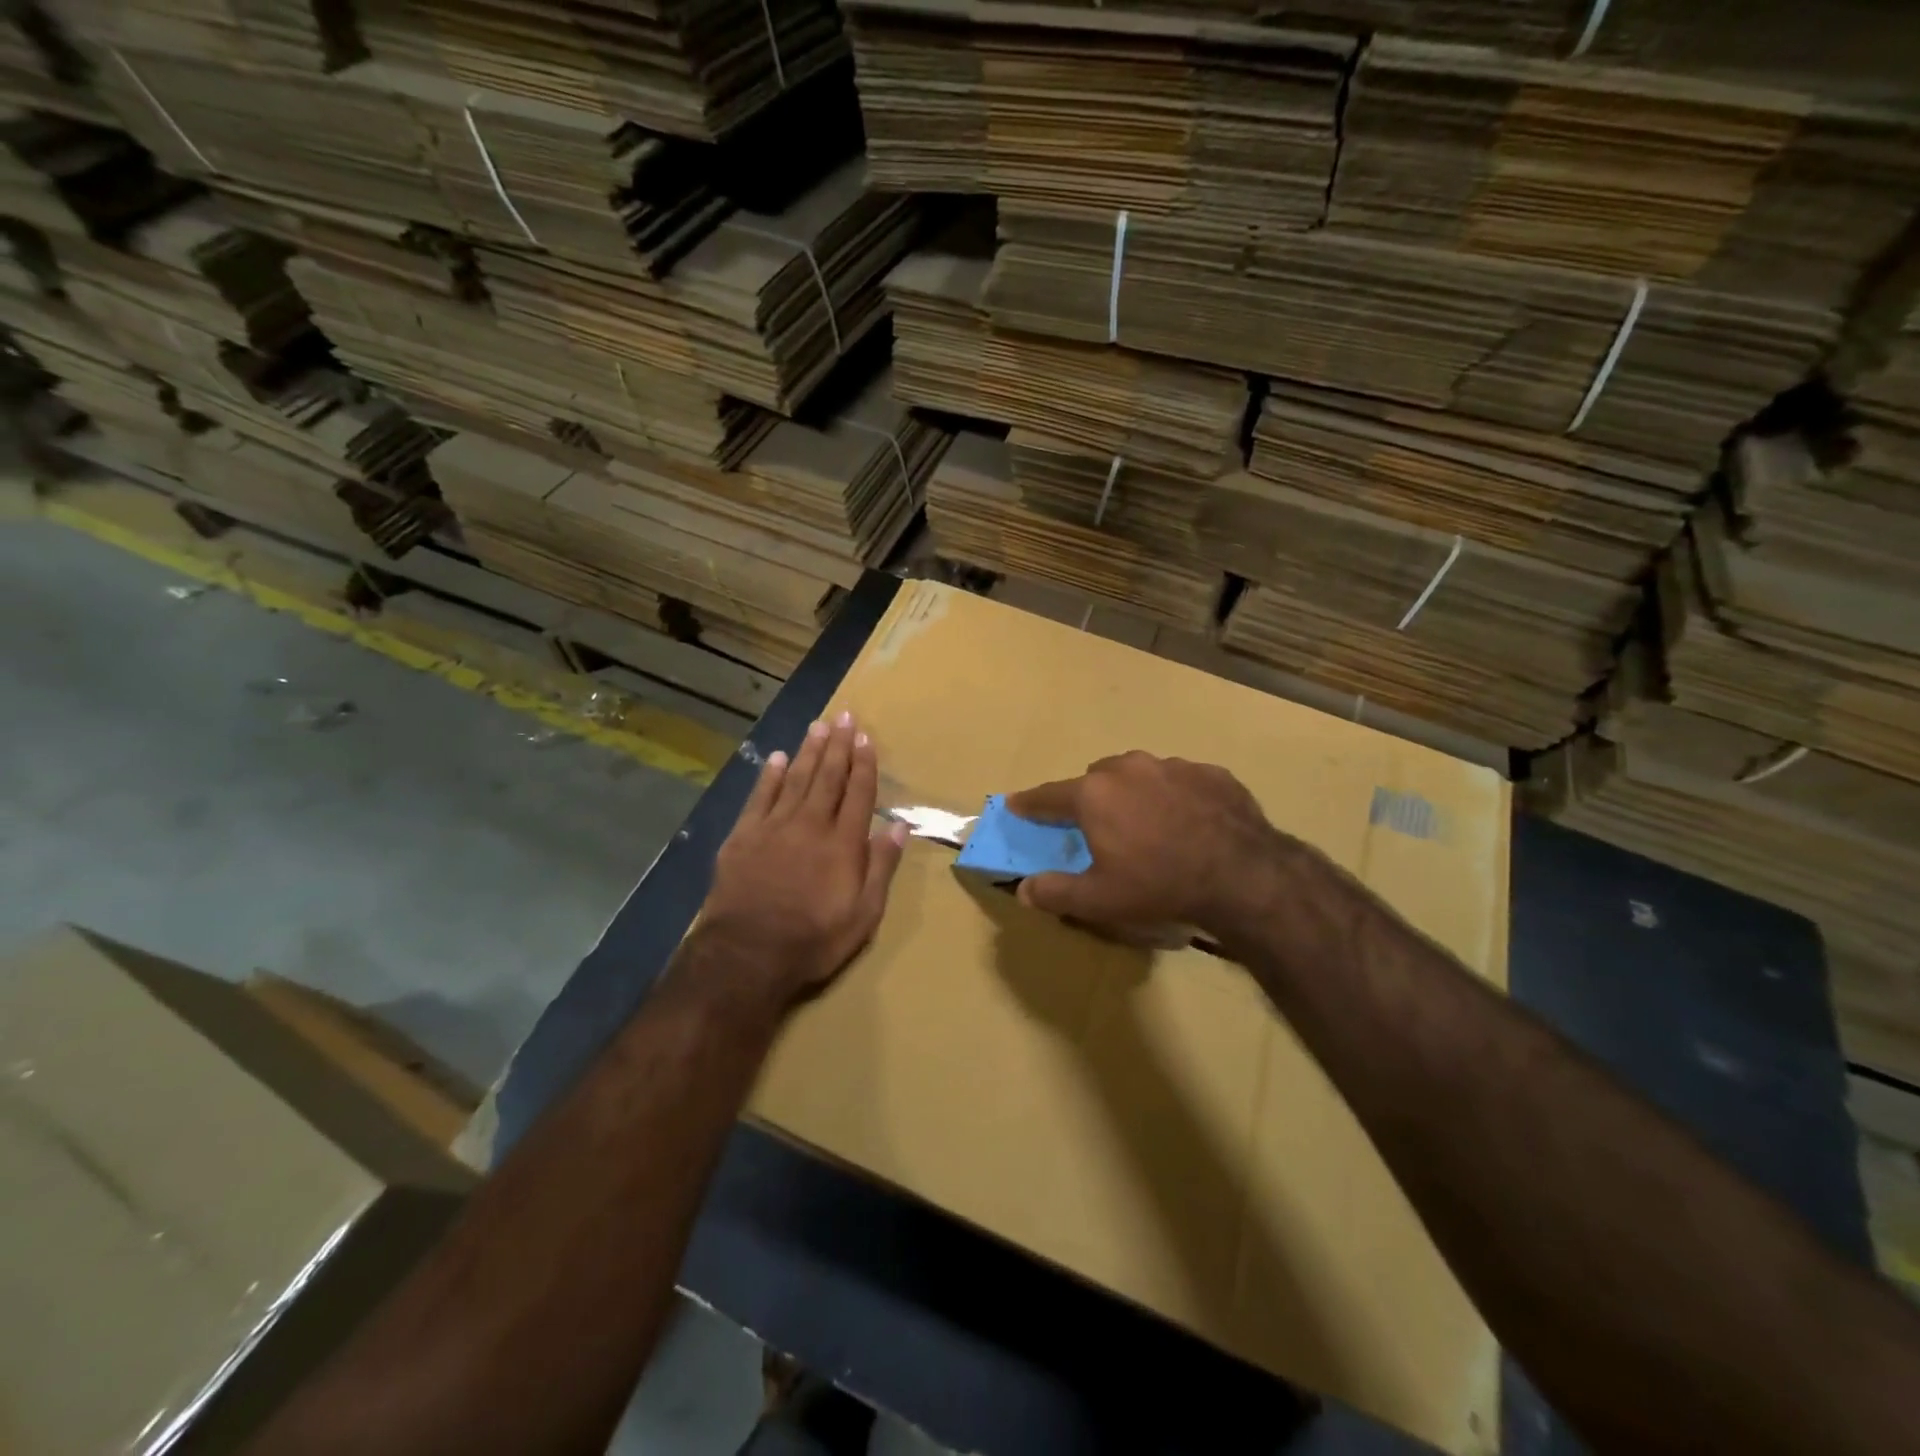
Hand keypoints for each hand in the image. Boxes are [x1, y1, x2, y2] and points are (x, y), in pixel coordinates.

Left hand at [698, 710, 906, 1006]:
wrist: (747, 954)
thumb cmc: (814, 939)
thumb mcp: (864, 914)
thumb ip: (881, 867)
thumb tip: (899, 827)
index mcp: (843, 843)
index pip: (859, 793)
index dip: (864, 764)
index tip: (867, 738)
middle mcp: (811, 824)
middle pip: (828, 777)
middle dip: (839, 745)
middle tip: (845, 716)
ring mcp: (774, 827)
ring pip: (796, 779)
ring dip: (809, 751)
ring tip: (819, 726)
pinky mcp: (743, 836)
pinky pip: (760, 796)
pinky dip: (770, 775)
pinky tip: (778, 758)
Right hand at [1006, 751, 1300, 940]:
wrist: (1243, 875)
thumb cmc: (1159, 885)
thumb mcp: (1099, 900)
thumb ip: (1055, 892)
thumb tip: (1024, 889)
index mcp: (1094, 794)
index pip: (1048, 796)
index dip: (1029, 803)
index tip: (1015, 804)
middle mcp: (1128, 769)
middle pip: (1096, 778)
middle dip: (1091, 798)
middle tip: (1099, 828)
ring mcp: (1173, 766)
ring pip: (1140, 774)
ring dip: (1135, 794)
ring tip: (1149, 826)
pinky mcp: (1211, 773)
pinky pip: (1181, 781)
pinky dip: (1176, 797)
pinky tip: (1190, 823)